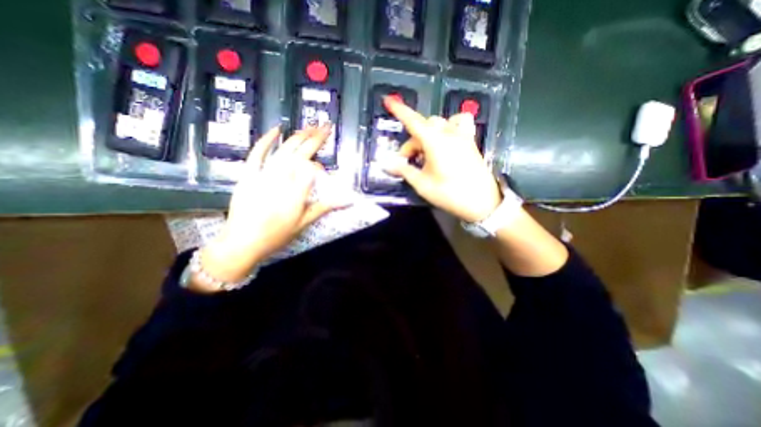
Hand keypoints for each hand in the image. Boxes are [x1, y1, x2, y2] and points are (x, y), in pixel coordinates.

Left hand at [195, 123, 350, 290]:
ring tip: (310, 126)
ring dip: (298, 136)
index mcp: (296, 192)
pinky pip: (257, 153)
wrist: (242, 242)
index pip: (312, 169)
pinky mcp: (248, 174)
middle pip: (301, 154)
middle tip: (326, 125)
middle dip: (315, 138)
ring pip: (284, 150)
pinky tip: (277, 129)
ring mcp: (263, 174)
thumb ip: (325, 208)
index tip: (323, 169)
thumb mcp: (304, 224)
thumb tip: (347, 200)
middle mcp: (281, 179)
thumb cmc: (276, 235)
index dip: (318, 166)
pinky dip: (266, 140)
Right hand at [383, 97, 503, 222]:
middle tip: (408, 160)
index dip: (400, 110)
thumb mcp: (422, 184)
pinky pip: (459, 124)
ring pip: (440, 124)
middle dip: (412, 141)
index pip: (414, 121)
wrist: (482, 202)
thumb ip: (404, 170)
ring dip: (428, 134)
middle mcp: (449, 133)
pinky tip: (446, 139)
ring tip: (426, 151)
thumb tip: (387, 164)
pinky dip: (449, 126)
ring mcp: (462, 136)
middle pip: (424, 127)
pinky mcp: (470, 141)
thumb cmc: (449, 194)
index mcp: (435, 142)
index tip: (389, 100)